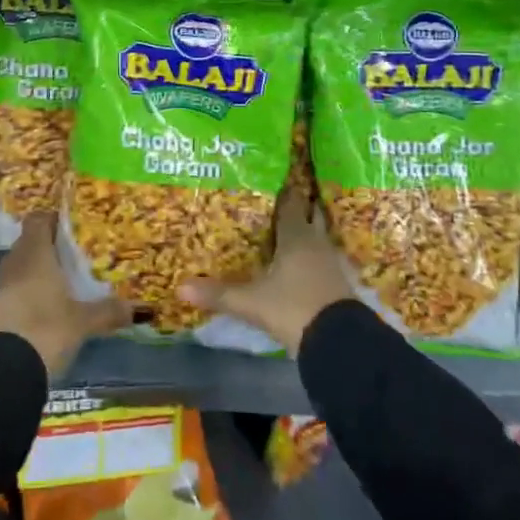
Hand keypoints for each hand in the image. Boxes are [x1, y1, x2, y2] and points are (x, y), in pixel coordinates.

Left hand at [0, 213, 131, 379]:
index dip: (51, 220)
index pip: (37, 220)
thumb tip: (140, 308)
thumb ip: (109, 311)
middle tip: (72, 257)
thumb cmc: (46, 328)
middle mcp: (15, 263)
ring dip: (35, 272)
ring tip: (61, 284)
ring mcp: (0, 287)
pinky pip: (12, 292)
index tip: (70, 227)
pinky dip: (26, 294)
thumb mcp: (83, 321)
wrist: (5, 368)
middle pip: (28, 244)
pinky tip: (44, 310)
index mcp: (36, 254)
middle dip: (47, 248)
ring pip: (19, 268)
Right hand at [179, 198, 352, 355]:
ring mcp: (330, 263)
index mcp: (295, 237)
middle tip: (282, 196)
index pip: (290, 204)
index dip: (284, 190)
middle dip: (299, 206)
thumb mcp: (251, 302)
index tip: (275, 177)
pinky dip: (312, 254)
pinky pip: (322, 258)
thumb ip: (218, 293)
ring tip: (289, 226)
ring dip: (308, 230)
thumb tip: (179, 287)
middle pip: (309, 216)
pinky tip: (301, 261)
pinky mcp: (338, 283)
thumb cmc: (293, 308)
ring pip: (318, 236)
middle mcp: (315, 243)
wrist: (339, 342)